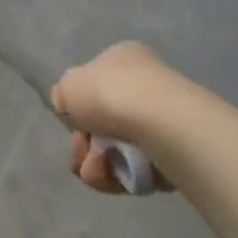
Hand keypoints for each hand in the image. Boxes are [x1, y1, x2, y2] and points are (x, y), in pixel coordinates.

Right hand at [52, 41, 179, 194]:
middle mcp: (146, 87)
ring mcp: (162, 122)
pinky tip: (117, 176)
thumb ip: (63, 93)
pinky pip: (136, 171)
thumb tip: (69, 104)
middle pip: (102, 124)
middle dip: (85, 145)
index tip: (71, 121)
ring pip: (115, 151)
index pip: (95, 85)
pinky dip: (120, 176)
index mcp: (124, 61)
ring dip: (97, 164)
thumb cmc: (112, 94)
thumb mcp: (69, 83)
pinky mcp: (174, 155)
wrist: (163, 125)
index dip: (77, 108)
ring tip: (99, 168)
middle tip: (82, 152)